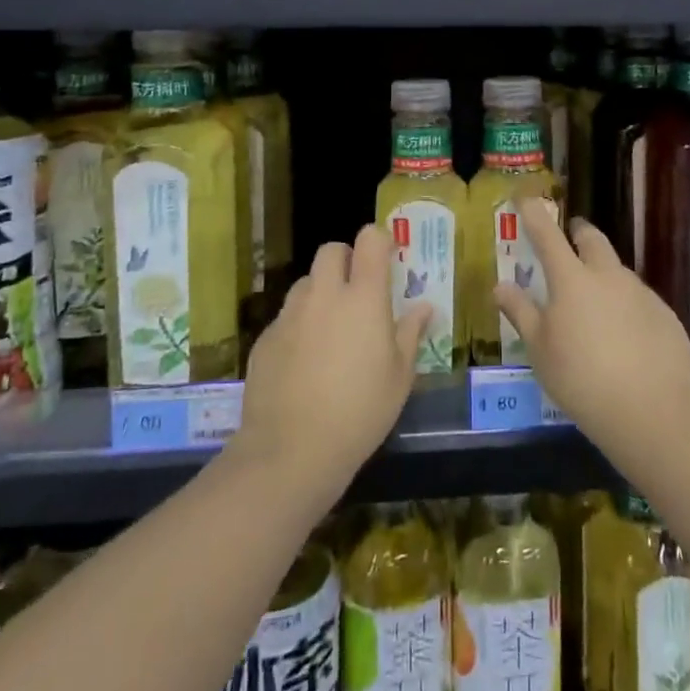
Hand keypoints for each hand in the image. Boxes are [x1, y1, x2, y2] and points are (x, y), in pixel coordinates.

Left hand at [236, 224, 430, 499]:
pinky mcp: (265, 338)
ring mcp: (289, 314)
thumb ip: (410, 333)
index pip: (368, 240)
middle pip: (331, 251)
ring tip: (330, 329)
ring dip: (320, 292)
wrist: (291, 450)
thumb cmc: (360, 412)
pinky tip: (304, 362)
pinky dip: (299, 325)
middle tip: (357, 291)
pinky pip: (286, 317)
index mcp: (363, 298)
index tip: (387, 258)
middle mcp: (324, 295)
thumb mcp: (399, 377)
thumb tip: (424, 306)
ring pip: (306, 283)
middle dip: (345, 260)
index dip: (378, 241)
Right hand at [493, 198, 689, 466]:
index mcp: (571, 281)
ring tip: (595, 304)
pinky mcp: (665, 314)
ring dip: (603, 273)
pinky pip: (639, 298)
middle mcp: (608, 276)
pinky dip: (626, 305)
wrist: (654, 413)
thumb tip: (500, 285)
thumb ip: (521, 313)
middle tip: (569, 237)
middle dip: (578, 232)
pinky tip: (625, 336)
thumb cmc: (582, 380)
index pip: (547, 236)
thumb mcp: (540, 350)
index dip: (534, 214)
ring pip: (617, 270)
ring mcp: (641, 293)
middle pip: (592, 239)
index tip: (526, 197)